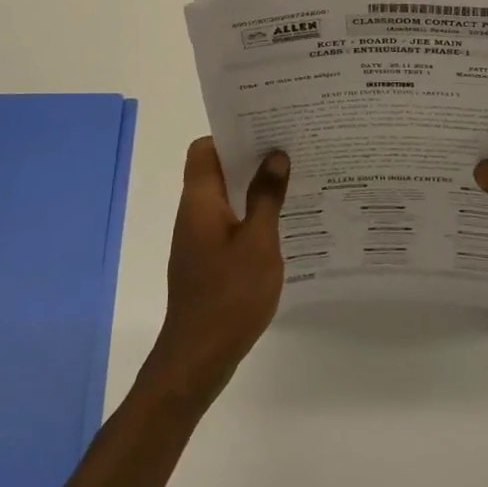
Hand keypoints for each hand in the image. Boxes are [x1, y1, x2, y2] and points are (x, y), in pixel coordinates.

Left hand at [142, 139, 290, 404]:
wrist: (199, 357)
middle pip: (217, 170)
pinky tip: (282, 224)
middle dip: (250, 158)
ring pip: (225, 197)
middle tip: (289, 150)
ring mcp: (198, 239)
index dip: (231, 134)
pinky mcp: (207, 261)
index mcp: (200, 200)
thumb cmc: (229, 294)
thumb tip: (275, 155)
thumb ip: (266, 197)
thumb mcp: (258, 242)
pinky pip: (228, 223)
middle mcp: (194, 213)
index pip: (204, 149)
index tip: (265, 129)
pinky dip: (250, 215)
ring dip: (253, 187)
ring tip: (293, 181)